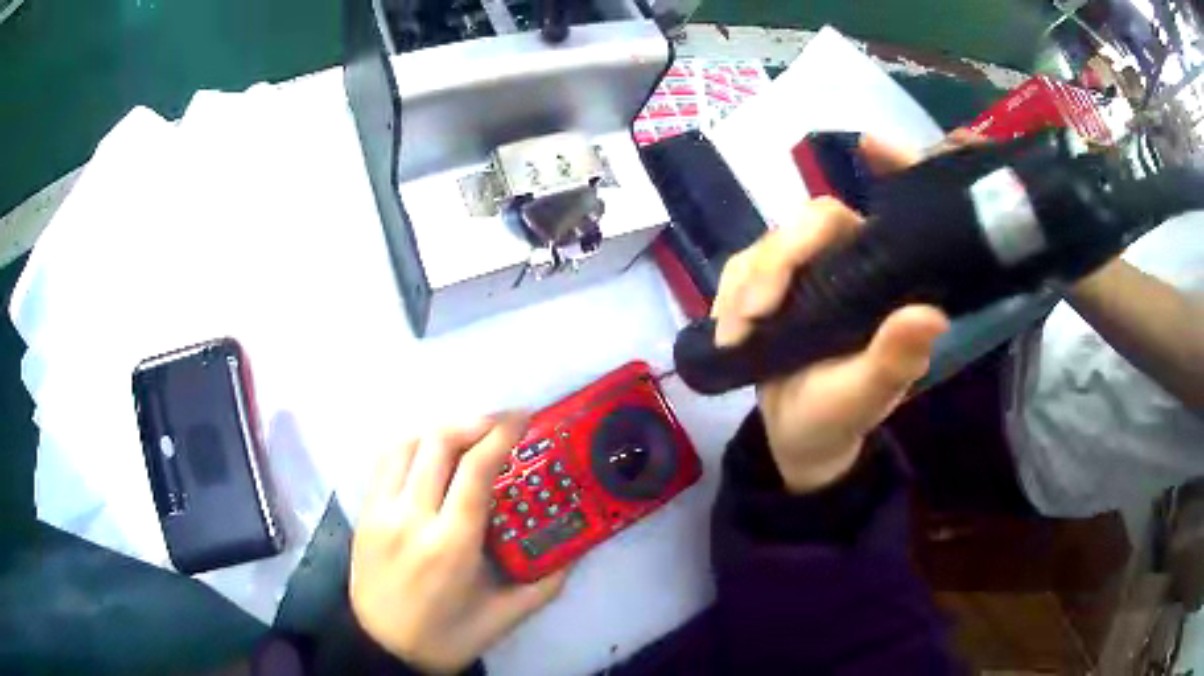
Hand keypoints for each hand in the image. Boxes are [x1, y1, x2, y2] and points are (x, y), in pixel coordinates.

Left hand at [350, 415, 567, 673]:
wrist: (383, 648)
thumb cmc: (446, 636)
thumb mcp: (503, 617)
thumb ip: (544, 584)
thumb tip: (574, 552)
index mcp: (451, 545)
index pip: (475, 469)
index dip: (501, 433)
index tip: (523, 417)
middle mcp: (411, 518)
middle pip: (438, 442)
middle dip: (474, 421)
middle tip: (501, 424)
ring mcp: (381, 512)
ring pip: (406, 443)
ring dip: (440, 429)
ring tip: (466, 435)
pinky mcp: (363, 513)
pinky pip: (385, 461)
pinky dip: (411, 444)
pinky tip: (428, 454)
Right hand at [711, 136, 951, 493]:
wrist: (795, 437)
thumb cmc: (837, 418)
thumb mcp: (866, 398)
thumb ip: (895, 360)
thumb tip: (931, 314)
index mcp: (884, 283)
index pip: (882, 219)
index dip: (888, 170)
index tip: (869, 143)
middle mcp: (849, 264)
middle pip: (811, 223)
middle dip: (779, 262)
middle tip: (755, 316)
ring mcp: (806, 272)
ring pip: (770, 244)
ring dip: (746, 284)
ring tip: (735, 334)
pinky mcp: (769, 283)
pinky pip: (741, 267)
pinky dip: (729, 294)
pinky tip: (727, 327)